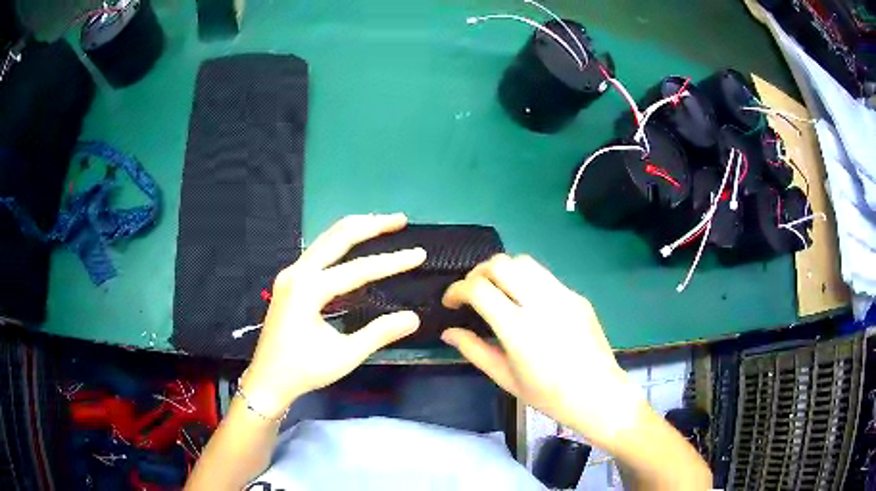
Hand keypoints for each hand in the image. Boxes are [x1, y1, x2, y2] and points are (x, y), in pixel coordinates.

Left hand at [241, 214, 425, 418]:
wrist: (267, 380)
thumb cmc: (304, 371)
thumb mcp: (345, 355)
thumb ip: (379, 333)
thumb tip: (413, 317)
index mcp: (308, 290)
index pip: (358, 269)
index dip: (392, 262)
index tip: (420, 253)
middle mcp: (297, 273)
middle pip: (338, 237)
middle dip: (371, 225)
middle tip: (400, 220)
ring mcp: (290, 274)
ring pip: (325, 239)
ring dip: (355, 229)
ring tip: (382, 223)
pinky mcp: (289, 281)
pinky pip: (317, 251)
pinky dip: (339, 242)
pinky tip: (354, 244)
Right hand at [441, 254, 647, 451]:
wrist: (598, 395)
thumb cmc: (548, 396)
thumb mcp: (505, 378)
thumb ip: (474, 350)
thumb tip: (448, 332)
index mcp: (519, 329)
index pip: (479, 289)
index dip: (457, 290)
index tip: (451, 302)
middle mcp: (541, 303)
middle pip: (501, 264)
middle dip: (478, 273)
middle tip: (472, 293)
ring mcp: (563, 296)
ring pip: (524, 262)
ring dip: (503, 271)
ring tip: (497, 291)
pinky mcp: (577, 296)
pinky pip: (545, 276)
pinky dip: (526, 280)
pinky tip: (526, 302)